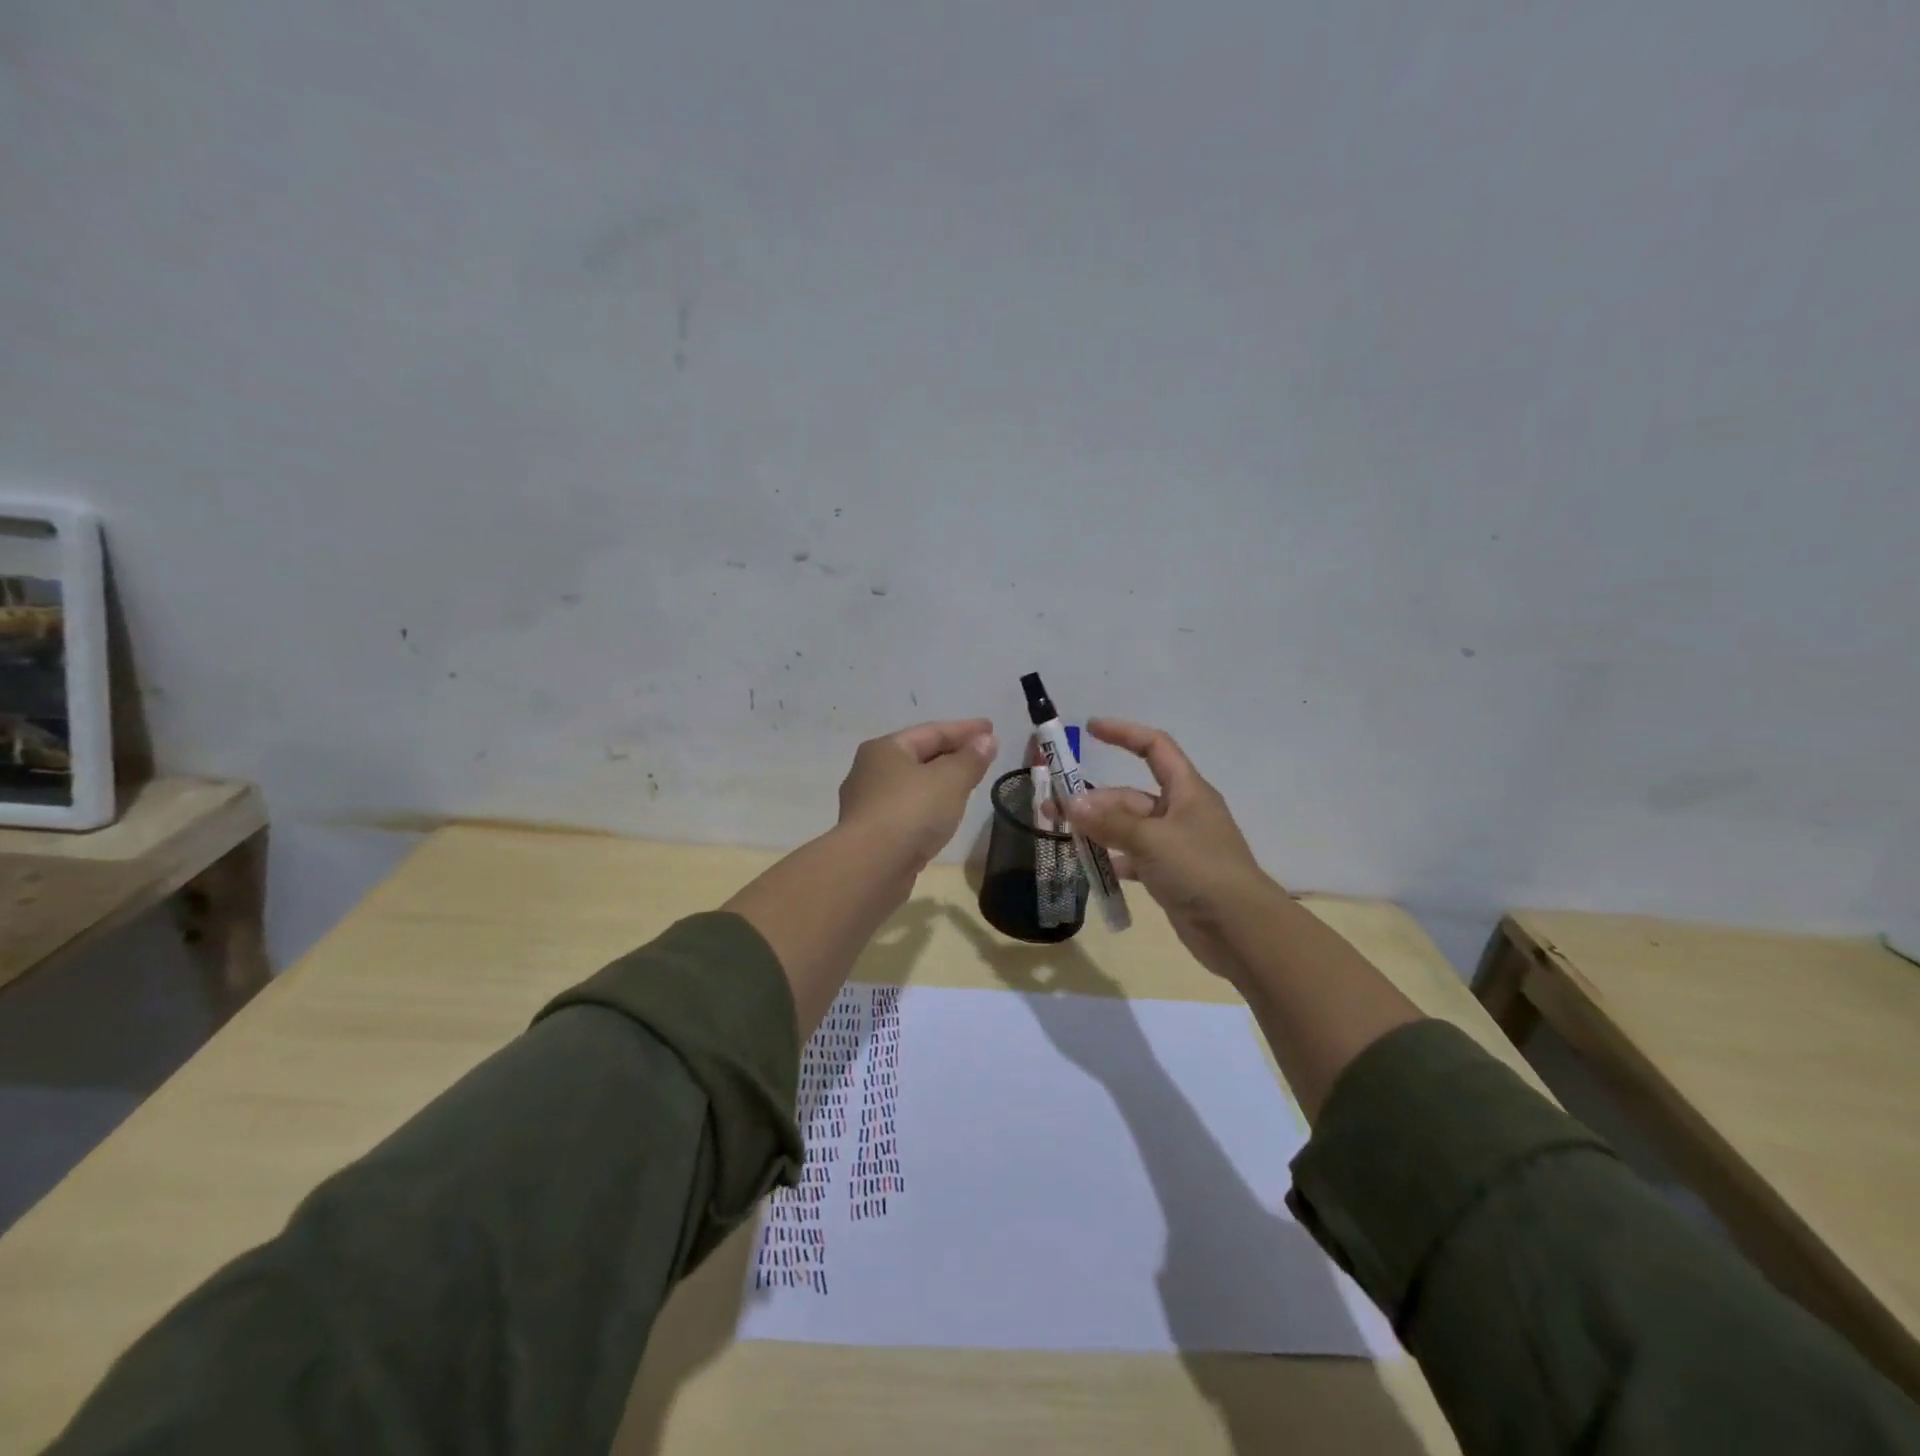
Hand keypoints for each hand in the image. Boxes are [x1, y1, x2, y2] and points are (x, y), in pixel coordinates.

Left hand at [837, 718, 997, 870]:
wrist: (870, 867)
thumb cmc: (911, 811)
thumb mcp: (950, 780)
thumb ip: (971, 759)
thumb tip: (986, 740)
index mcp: (885, 749)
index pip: (931, 731)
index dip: (965, 729)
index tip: (991, 728)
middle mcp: (869, 771)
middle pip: (918, 756)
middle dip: (951, 754)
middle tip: (981, 755)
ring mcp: (867, 805)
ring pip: (911, 786)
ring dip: (939, 782)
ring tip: (965, 785)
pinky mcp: (870, 835)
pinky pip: (906, 811)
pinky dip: (928, 807)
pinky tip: (942, 817)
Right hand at [1061, 718, 1281, 985]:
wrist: (1240, 930)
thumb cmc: (1200, 870)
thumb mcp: (1152, 840)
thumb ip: (1110, 822)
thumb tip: (1071, 805)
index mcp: (1186, 790)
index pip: (1154, 747)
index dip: (1124, 734)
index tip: (1090, 729)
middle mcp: (1180, 812)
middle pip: (1130, 795)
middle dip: (1094, 800)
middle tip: (1054, 811)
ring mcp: (1175, 845)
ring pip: (1128, 828)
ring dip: (1097, 830)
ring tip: (1062, 836)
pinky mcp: (1170, 875)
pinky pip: (1133, 858)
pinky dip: (1112, 859)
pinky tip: (1089, 867)